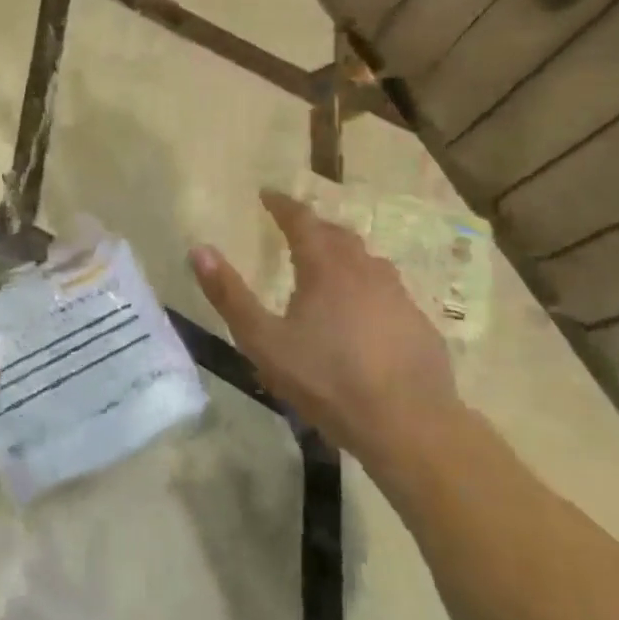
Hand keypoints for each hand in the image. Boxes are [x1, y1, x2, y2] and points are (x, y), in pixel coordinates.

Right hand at [189, 190, 462, 469]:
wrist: (408, 425)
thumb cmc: (327, 380)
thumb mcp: (263, 341)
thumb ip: (229, 295)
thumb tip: (198, 250)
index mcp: (326, 268)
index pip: (302, 221)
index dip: (283, 205)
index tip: (267, 194)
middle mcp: (365, 271)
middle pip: (337, 236)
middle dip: (313, 227)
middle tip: (295, 230)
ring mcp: (398, 297)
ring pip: (367, 262)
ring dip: (344, 256)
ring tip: (328, 267)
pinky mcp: (419, 325)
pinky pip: (388, 292)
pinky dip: (367, 289)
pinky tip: (362, 315)